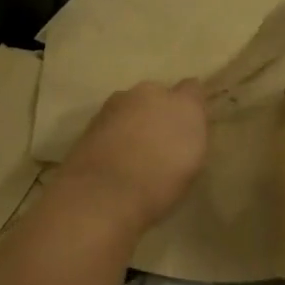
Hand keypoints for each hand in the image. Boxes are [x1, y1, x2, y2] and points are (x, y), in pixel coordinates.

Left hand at [61, 80, 209, 228]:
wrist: (101, 195)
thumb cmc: (159, 185)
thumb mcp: (192, 166)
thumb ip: (192, 138)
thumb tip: (187, 131)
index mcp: (183, 104)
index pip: (193, 88)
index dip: (191, 105)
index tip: (190, 124)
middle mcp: (150, 93)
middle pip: (158, 95)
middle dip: (160, 111)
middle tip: (160, 141)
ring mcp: (117, 103)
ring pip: (132, 106)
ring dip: (135, 120)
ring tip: (133, 151)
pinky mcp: (92, 118)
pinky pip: (112, 120)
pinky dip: (114, 132)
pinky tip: (114, 157)